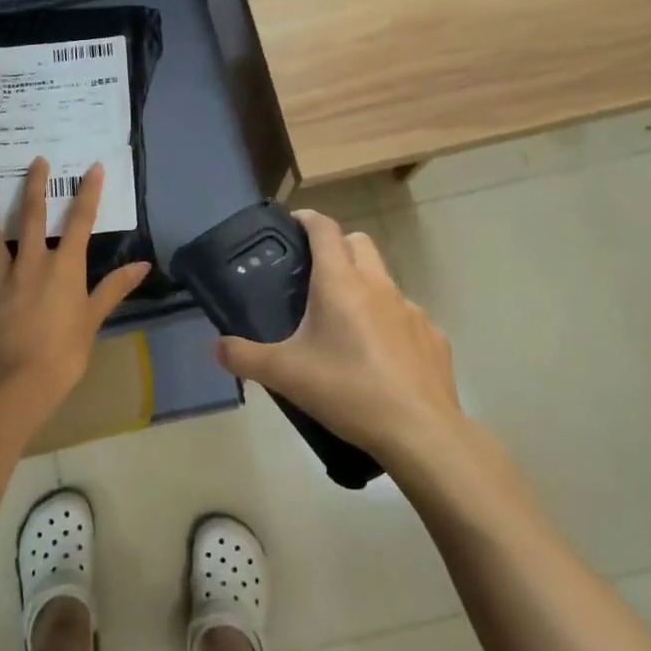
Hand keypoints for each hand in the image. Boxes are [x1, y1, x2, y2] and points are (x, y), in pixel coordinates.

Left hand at [0, 158, 149, 418]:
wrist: (19, 381)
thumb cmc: (64, 352)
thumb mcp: (93, 319)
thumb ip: (114, 288)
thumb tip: (143, 265)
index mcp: (63, 268)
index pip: (79, 222)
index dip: (88, 193)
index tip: (92, 168)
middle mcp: (31, 264)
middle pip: (30, 217)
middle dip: (34, 186)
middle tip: (35, 161)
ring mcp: (2, 279)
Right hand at [215, 210, 464, 465]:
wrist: (420, 431)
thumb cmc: (347, 391)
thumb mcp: (284, 375)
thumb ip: (244, 357)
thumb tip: (217, 347)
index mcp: (340, 283)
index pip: (325, 229)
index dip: (307, 219)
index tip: (293, 224)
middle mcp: (378, 285)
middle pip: (359, 242)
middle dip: (337, 246)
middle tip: (314, 275)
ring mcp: (411, 310)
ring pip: (384, 279)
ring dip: (364, 286)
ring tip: (344, 323)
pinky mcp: (432, 337)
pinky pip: (406, 316)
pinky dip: (389, 323)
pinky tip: (379, 358)